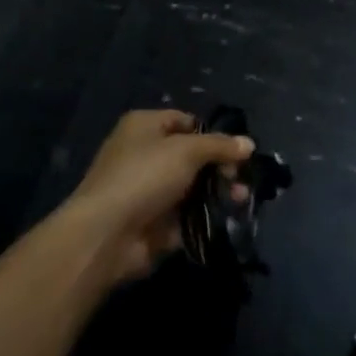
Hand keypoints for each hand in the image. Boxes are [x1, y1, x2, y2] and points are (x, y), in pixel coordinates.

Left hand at [66, 110, 252, 282]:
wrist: (106, 234)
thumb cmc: (144, 176)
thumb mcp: (186, 151)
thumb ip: (219, 146)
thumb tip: (249, 143)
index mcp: (145, 126)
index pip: (186, 122)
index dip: (212, 134)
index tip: (237, 150)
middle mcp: (144, 154)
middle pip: (191, 156)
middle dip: (219, 166)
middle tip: (241, 178)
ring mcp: (147, 190)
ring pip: (191, 186)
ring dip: (216, 192)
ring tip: (240, 199)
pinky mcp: (152, 223)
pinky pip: (184, 215)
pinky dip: (203, 216)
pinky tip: (226, 218)